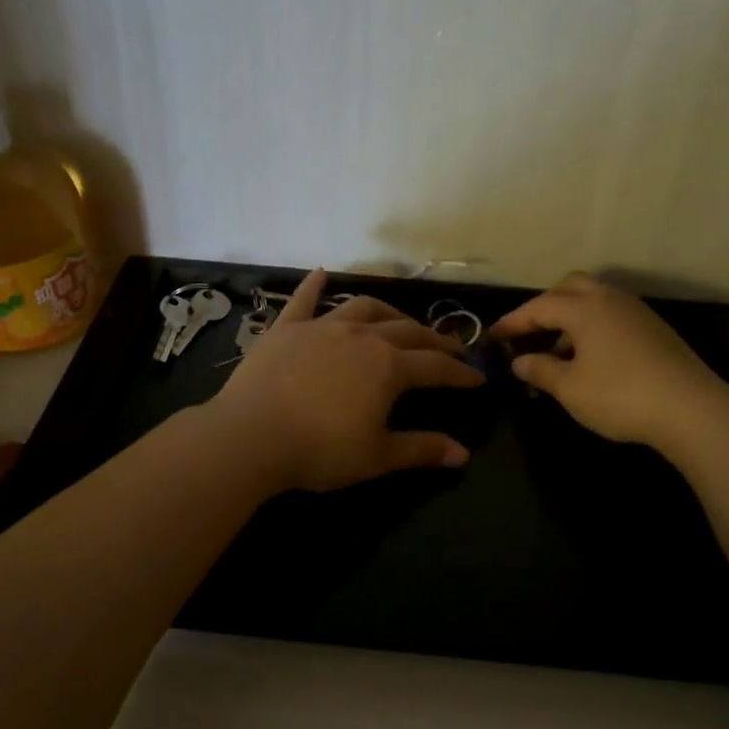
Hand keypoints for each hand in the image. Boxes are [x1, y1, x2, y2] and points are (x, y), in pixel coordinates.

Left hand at [208, 270, 483, 492]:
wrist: (250, 437)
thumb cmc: (319, 451)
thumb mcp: (377, 457)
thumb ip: (421, 450)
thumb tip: (463, 454)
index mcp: (388, 367)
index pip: (436, 367)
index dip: (460, 374)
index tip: (478, 378)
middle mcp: (361, 336)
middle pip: (407, 331)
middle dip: (433, 340)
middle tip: (449, 348)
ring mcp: (321, 327)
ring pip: (364, 308)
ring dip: (388, 312)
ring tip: (400, 321)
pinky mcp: (285, 328)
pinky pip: (303, 300)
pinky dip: (314, 285)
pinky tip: (322, 272)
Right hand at [491, 273, 728, 455]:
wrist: (692, 410)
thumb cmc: (620, 396)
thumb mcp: (569, 388)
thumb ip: (540, 370)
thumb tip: (519, 362)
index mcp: (584, 308)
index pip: (538, 307)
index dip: (512, 322)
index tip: (492, 337)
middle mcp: (609, 299)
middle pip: (568, 288)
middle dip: (544, 308)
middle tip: (528, 334)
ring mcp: (636, 311)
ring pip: (593, 300)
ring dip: (569, 319)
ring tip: (557, 353)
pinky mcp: (654, 329)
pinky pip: (611, 315)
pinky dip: (592, 327)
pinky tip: (590, 359)